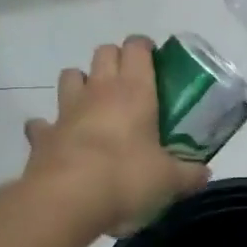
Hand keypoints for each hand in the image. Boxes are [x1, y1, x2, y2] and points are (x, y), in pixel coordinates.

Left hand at [23, 38, 208, 235]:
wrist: (66, 199)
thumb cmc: (126, 177)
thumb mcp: (169, 179)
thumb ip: (189, 174)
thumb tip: (204, 175)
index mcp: (134, 90)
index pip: (136, 48)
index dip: (144, 47)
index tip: (154, 58)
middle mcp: (99, 90)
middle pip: (103, 52)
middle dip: (115, 59)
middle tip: (130, 82)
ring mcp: (66, 110)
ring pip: (70, 76)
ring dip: (81, 82)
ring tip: (94, 103)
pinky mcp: (42, 135)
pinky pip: (42, 123)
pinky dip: (49, 127)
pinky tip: (60, 139)